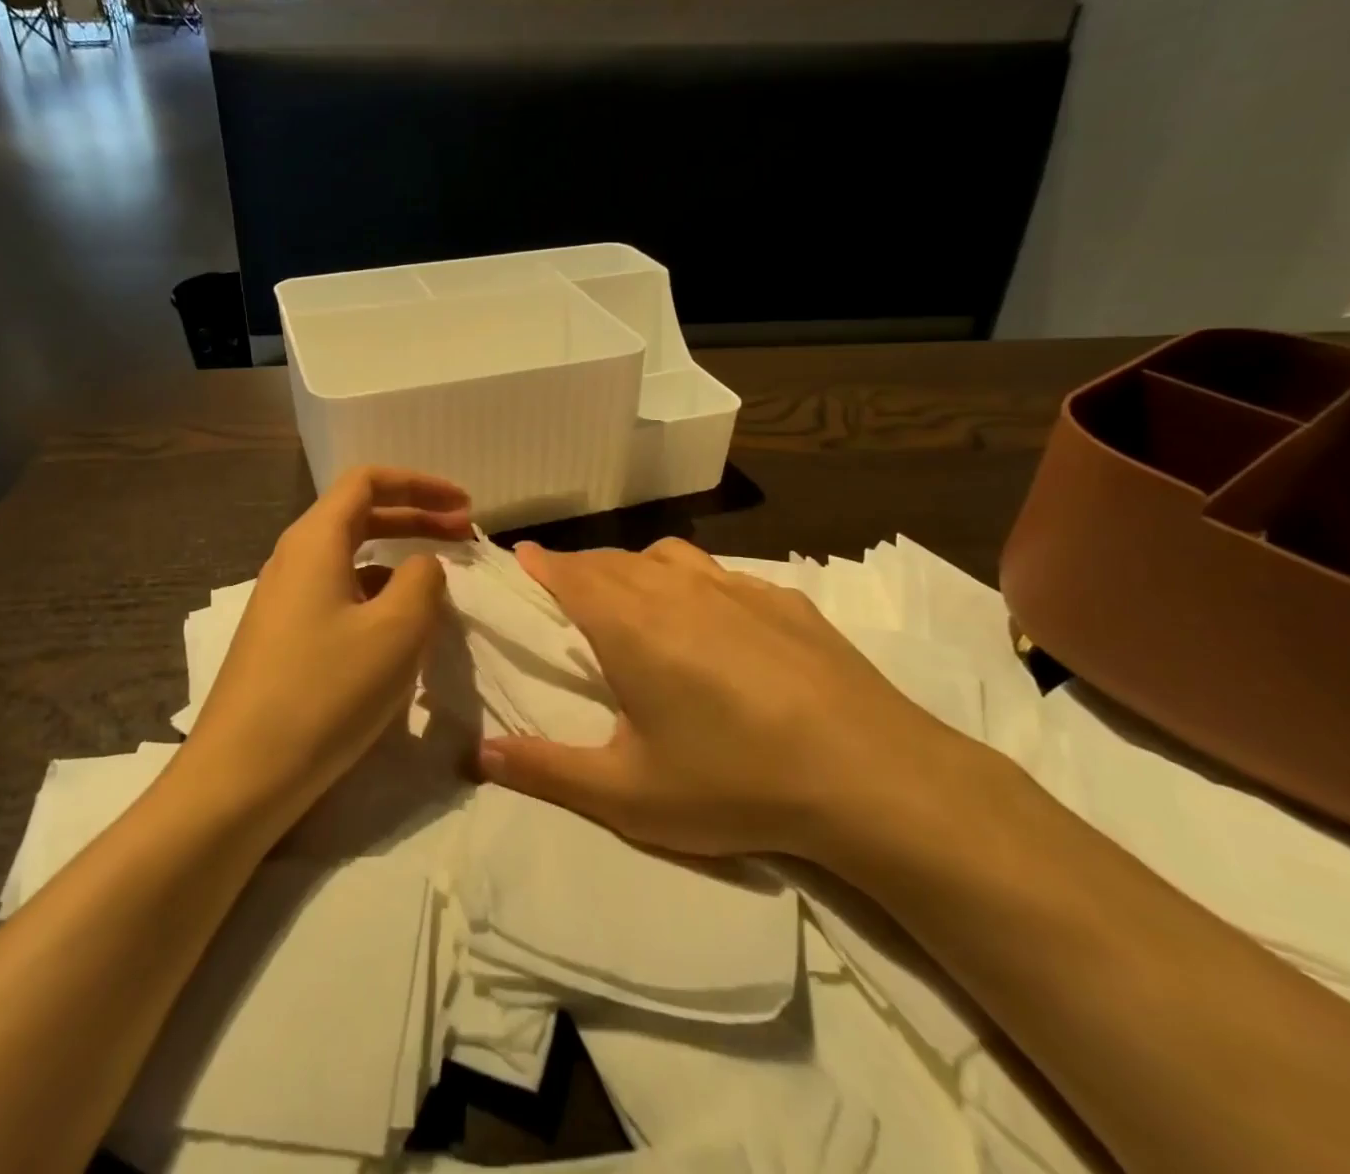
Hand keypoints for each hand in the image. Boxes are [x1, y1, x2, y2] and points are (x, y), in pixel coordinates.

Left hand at [180, 467, 471, 826]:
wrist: (240, 776)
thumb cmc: (324, 692)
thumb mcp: (396, 631)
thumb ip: (423, 581)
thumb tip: (421, 565)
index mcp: (314, 541)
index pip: (367, 482)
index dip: (420, 485)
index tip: (463, 507)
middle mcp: (293, 559)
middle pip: (360, 515)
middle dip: (415, 518)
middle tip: (464, 536)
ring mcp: (283, 601)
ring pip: (350, 559)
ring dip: (397, 560)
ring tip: (439, 586)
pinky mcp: (282, 638)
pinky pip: (338, 595)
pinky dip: (377, 595)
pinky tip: (398, 629)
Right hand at [478, 538, 960, 863]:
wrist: (872, 775)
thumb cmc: (735, 782)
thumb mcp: (628, 794)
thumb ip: (546, 770)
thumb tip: (477, 754)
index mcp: (629, 622)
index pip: (568, 572)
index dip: (539, 563)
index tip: (520, 558)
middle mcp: (675, 587)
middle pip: (611, 560)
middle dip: (579, 568)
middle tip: (565, 590)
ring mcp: (734, 586)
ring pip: (664, 556)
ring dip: (633, 567)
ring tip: (631, 597)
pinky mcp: (782, 597)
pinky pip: (718, 573)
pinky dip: (691, 580)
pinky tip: (711, 617)